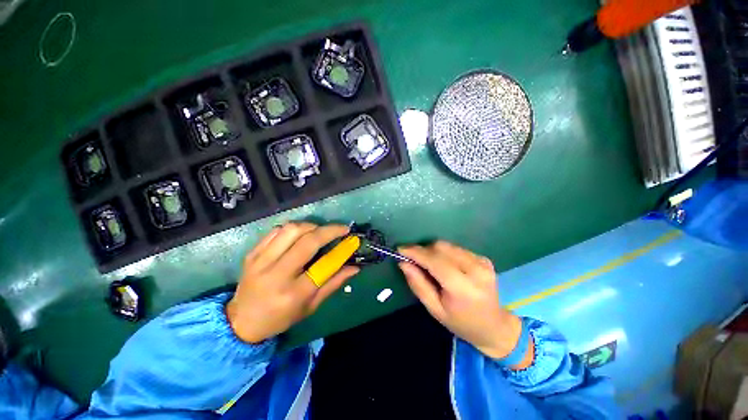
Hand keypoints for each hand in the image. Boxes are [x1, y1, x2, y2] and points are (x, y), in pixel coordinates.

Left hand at [226, 222, 358, 343]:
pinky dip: (293, 228)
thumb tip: (355, 267)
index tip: (351, 239)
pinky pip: (276, 230)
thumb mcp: (311, 307)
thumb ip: (333, 284)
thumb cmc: (280, 317)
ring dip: (311, 226)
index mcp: (294, 293)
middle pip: (307, 241)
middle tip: (341, 229)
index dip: (341, 249)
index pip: (323, 265)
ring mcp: (261, 261)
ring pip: (291, 230)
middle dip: (329, 230)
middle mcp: (276, 274)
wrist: (241, 321)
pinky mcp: (252, 253)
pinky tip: (300, 234)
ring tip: (319, 232)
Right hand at [398, 241, 532, 368]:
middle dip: (423, 250)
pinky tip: (444, 266)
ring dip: (433, 251)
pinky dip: (444, 253)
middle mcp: (476, 270)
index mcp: (463, 288)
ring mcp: (482, 262)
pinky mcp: (483, 258)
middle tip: (413, 260)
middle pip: (441, 247)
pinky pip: (456, 248)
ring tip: (428, 265)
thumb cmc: (461, 323)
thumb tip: (403, 262)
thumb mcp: (434, 309)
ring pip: (447, 245)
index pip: (435, 261)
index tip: (400, 249)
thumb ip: (418, 284)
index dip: (416, 252)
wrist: (495, 326)